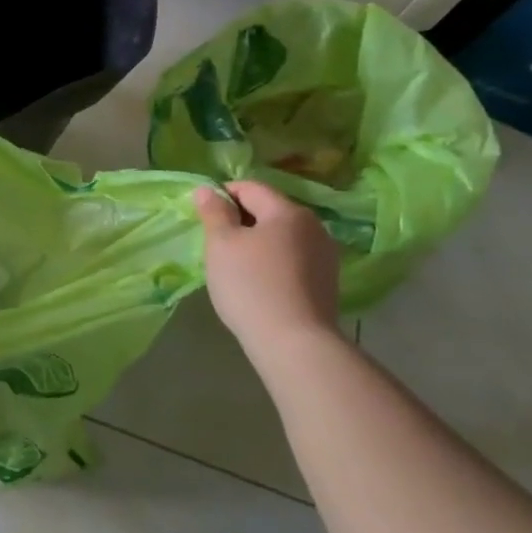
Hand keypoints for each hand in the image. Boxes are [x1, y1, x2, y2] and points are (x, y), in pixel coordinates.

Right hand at [194, 179, 340, 357]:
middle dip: (241, 221)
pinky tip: (259, 284)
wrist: (295, 345)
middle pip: (269, 211)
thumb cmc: (251, 285)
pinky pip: (292, 260)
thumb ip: (214, 212)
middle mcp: (314, 227)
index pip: (250, 187)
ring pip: (281, 237)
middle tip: (216, 244)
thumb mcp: (221, 244)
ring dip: (257, 243)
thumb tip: (207, 190)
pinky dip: (273, 263)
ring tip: (236, 267)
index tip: (204, 217)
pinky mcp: (327, 283)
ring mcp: (325, 257)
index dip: (222, 195)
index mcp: (288, 211)